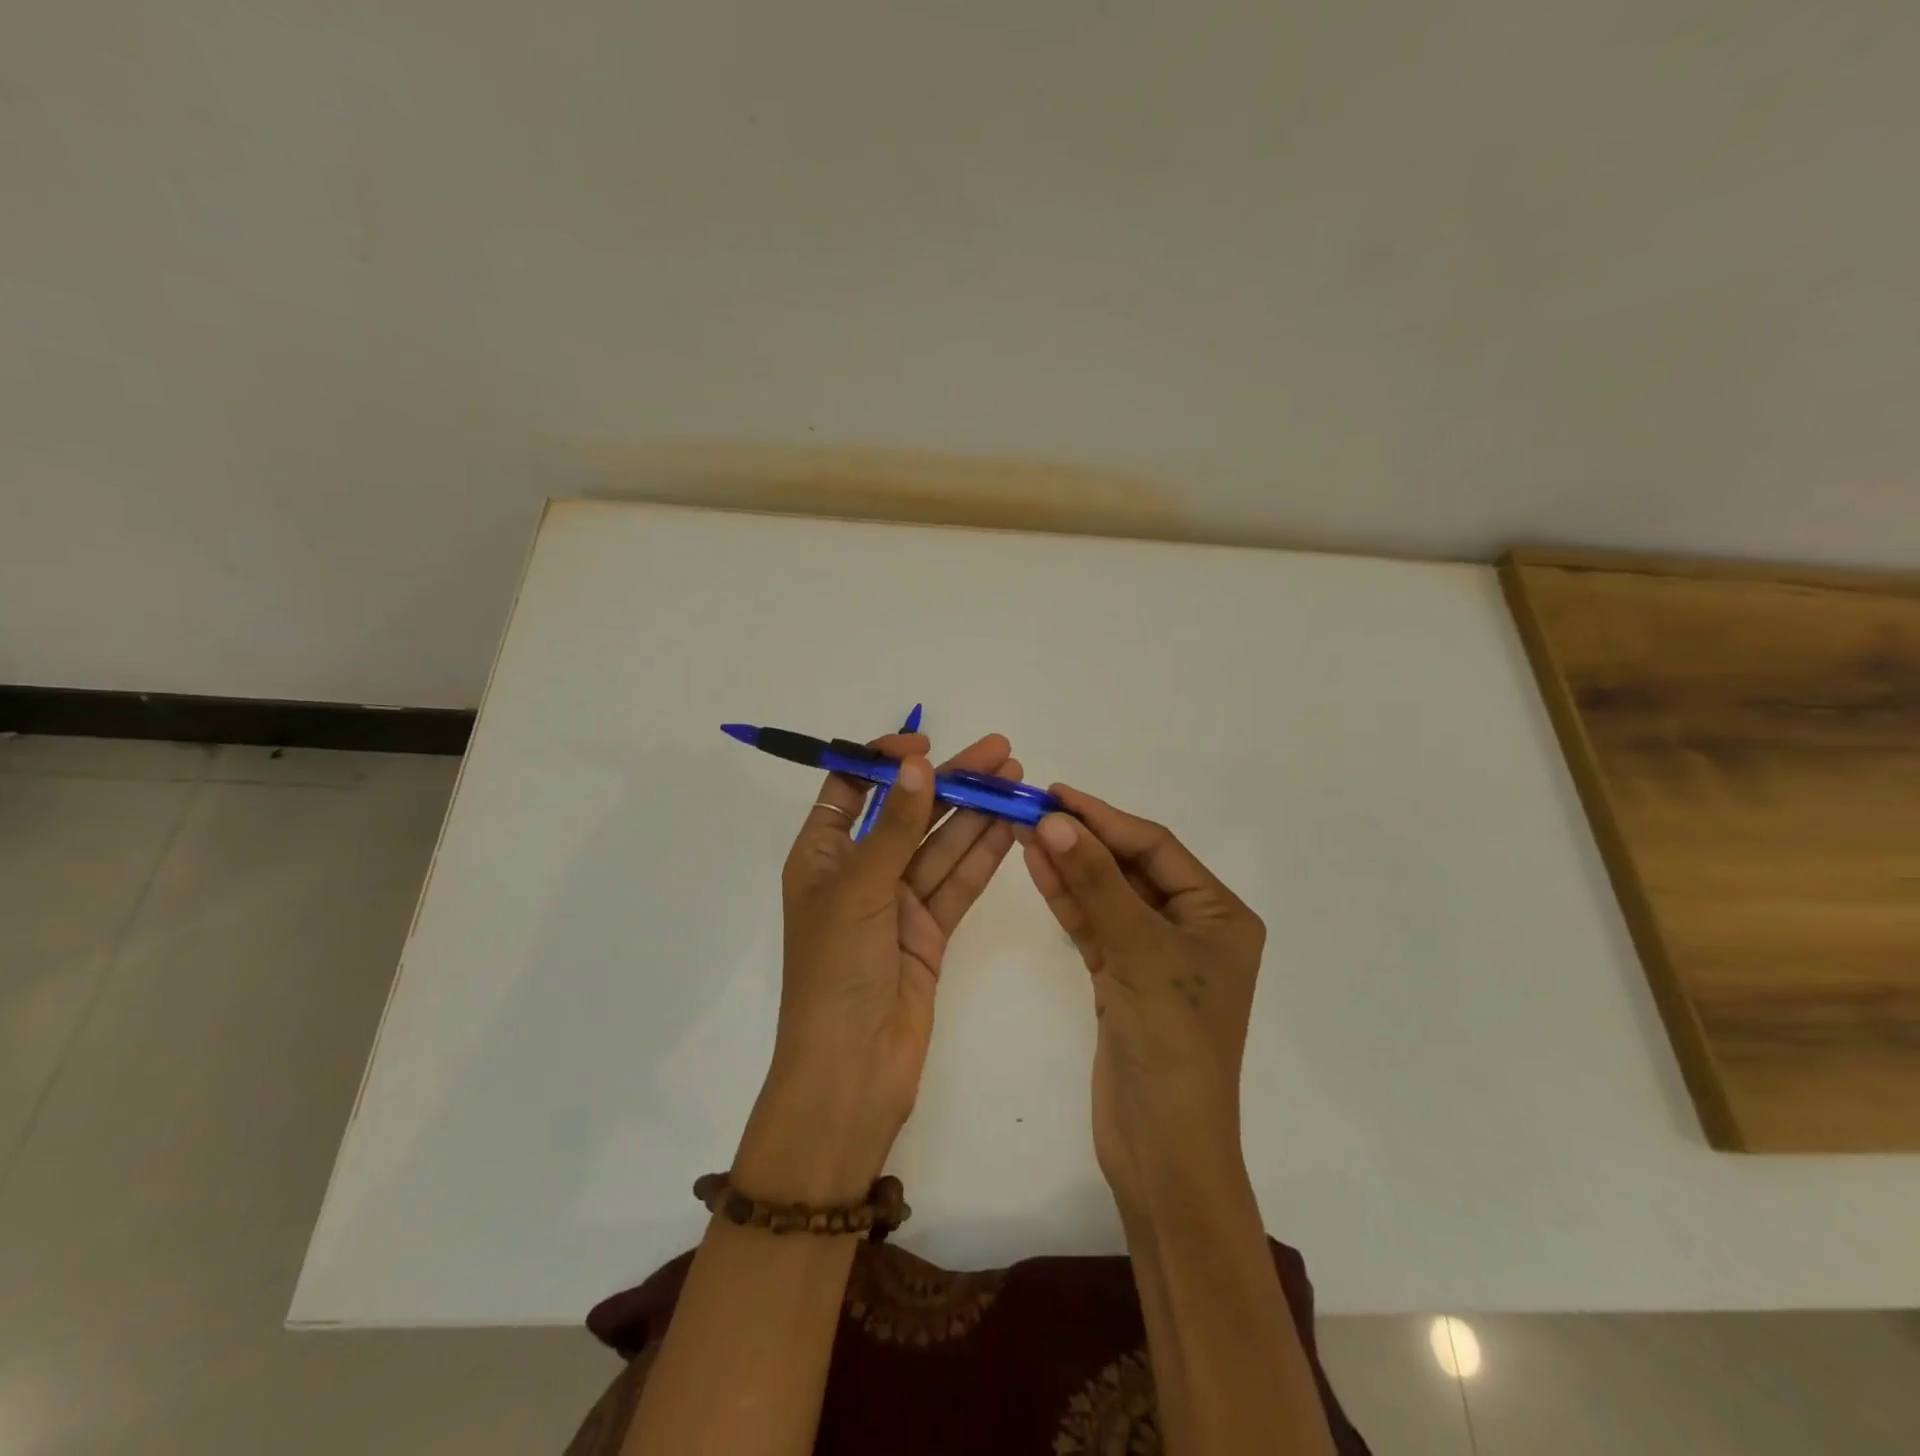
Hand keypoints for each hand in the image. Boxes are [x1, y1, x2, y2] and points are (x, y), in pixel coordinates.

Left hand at [733, 732, 1021, 1205]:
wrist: (852, 1072)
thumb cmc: (836, 972)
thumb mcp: (860, 890)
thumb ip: (894, 826)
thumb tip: (916, 763)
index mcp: (822, 856)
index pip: (851, 789)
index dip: (883, 760)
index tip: (924, 743)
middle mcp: (860, 872)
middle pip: (908, 813)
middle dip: (951, 781)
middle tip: (1000, 752)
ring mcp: (897, 902)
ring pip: (941, 845)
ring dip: (976, 812)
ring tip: (1016, 778)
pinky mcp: (929, 931)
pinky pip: (958, 882)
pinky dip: (983, 855)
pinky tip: (1012, 826)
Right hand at [1020, 786, 1264, 1217]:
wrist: (1164, 1149)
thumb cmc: (1172, 1043)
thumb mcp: (1139, 952)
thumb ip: (1096, 883)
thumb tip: (1054, 820)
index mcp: (1220, 915)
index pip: (1156, 848)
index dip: (1105, 818)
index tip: (1056, 794)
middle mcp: (1192, 928)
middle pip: (1131, 868)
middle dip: (1084, 840)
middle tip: (1033, 809)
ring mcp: (1156, 955)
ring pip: (1108, 896)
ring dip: (1070, 866)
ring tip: (1026, 831)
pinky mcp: (1124, 980)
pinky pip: (1095, 927)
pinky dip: (1068, 901)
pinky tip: (1038, 868)